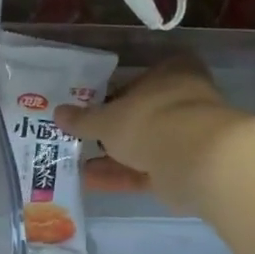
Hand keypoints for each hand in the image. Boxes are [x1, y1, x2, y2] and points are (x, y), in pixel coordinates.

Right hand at [56, 54, 243, 210]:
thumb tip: (58, 112)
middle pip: (139, 115)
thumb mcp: (108, 118)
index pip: (137, 79)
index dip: (110, 94)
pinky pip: (144, 170)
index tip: (87, 108)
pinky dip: (120, 175)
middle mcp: (182, 100)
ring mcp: (185, 136)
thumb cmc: (152, 120)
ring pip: (141, 146)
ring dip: (110, 157)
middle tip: (78, 138)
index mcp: (171, 72)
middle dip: (109, 130)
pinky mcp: (182, 168)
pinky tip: (90, 181)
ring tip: (76, 163)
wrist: (196, 160)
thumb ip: (83, 119)